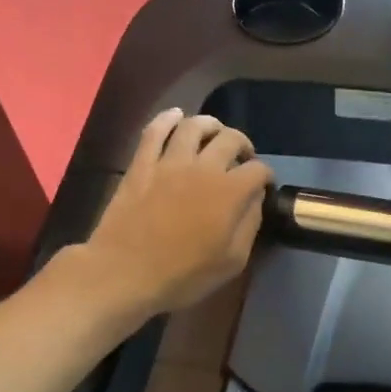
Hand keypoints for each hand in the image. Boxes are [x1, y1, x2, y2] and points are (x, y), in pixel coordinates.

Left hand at [84, 110, 273, 315]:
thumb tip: (255, 200)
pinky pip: (155, 130)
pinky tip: (176, 116)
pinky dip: (168, 119)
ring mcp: (169, 162)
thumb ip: (250, 225)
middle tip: (242, 158)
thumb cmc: (183, 274)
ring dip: (211, 125)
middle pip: (230, 139)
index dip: (266, 176)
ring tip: (215, 133)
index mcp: (230, 192)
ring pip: (194, 126)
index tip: (263, 185)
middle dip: (243, 145)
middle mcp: (204, 167)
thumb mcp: (232, 261)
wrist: (124, 273)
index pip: (258, 170)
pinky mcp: (141, 164)